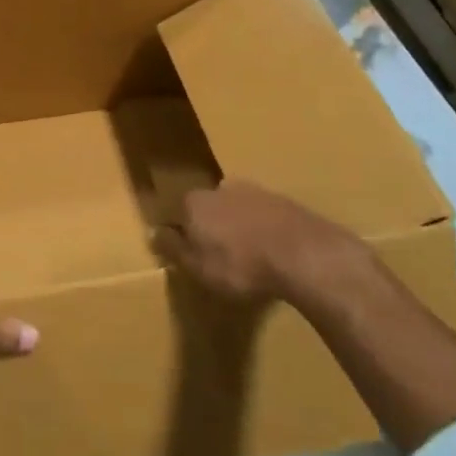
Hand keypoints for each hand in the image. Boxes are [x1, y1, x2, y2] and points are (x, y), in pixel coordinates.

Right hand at [154, 180, 376, 309]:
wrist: (302, 253)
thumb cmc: (240, 265)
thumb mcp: (198, 267)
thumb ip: (174, 249)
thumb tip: (153, 232)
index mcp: (195, 202)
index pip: (179, 212)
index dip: (184, 234)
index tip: (192, 254)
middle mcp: (221, 188)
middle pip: (210, 207)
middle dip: (213, 227)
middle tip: (222, 256)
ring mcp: (255, 191)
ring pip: (238, 208)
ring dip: (240, 227)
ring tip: (250, 256)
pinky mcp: (285, 201)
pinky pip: (265, 216)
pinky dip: (265, 230)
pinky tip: (274, 252)